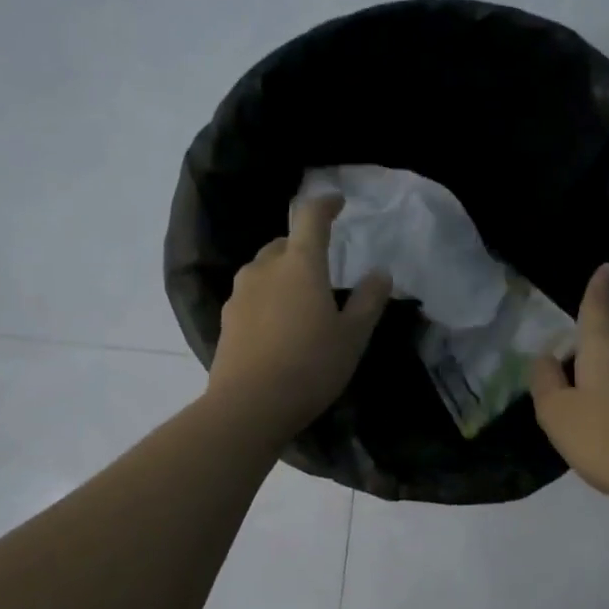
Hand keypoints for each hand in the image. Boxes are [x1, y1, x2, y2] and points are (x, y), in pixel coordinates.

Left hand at [208, 194, 391, 442]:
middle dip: (303, 246)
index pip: (310, 217)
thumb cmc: (310, 366)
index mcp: (299, 264)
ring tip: (302, 300)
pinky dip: (269, 298)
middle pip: (284, 244)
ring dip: (283, 273)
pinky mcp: (227, 319)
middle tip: (324, 267)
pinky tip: (280, 326)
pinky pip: (252, 295)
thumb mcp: (352, 337)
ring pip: (265, 269)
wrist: (249, 406)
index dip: (325, 205)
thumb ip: (368, 301)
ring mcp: (240, 293)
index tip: (338, 202)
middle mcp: (265, 268)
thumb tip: (380, 273)